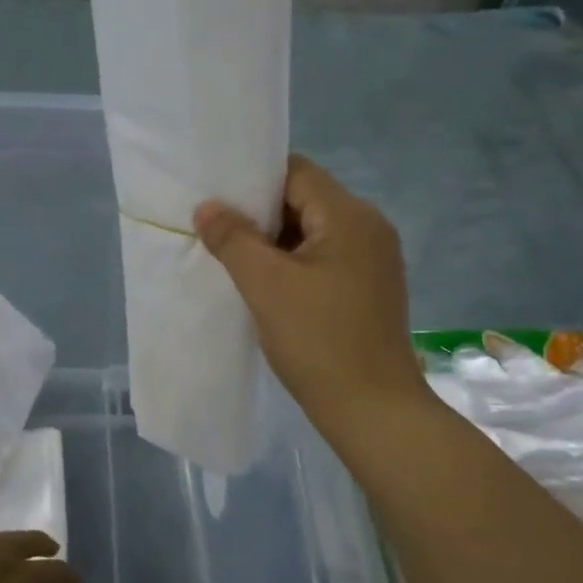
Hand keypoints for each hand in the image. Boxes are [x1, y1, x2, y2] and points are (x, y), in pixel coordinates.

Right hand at [195, 155, 427, 434]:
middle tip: (218, 232)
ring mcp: (374, 260)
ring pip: (314, 232)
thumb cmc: (319, 341)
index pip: (296, 172)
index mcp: (350, 216)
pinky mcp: (371, 288)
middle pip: (306, 200)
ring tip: (236, 261)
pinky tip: (268, 287)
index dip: (253, 181)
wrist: (374, 410)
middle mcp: (370, 228)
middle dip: (261, 215)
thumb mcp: (266, 286)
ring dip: (276, 243)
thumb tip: (207, 207)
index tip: (217, 200)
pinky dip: (296, 264)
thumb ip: (233, 239)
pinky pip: (326, 259)